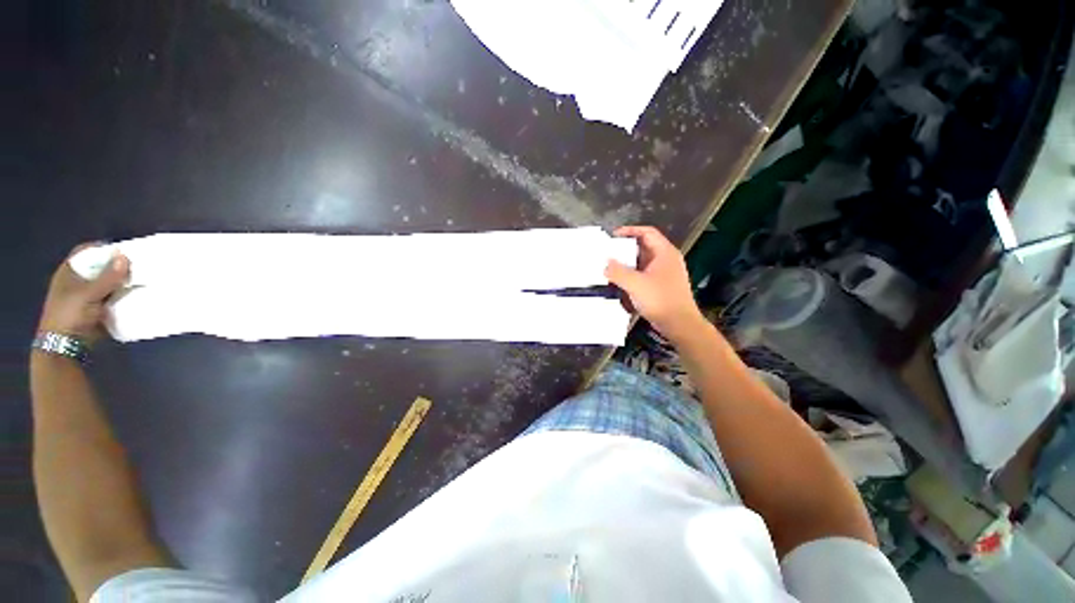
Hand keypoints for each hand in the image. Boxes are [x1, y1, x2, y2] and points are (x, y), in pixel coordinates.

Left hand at [38, 245, 129, 340]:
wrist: (64, 347)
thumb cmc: (70, 315)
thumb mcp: (88, 295)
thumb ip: (107, 277)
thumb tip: (125, 256)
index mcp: (69, 272)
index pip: (86, 252)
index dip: (103, 248)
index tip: (124, 251)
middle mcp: (78, 281)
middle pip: (99, 267)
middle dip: (117, 266)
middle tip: (138, 266)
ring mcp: (87, 296)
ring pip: (108, 283)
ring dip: (122, 283)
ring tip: (141, 281)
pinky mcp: (96, 309)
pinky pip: (112, 298)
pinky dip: (123, 296)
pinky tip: (135, 296)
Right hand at [605, 226, 705, 342]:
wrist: (679, 324)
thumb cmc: (660, 300)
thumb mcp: (635, 284)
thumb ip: (618, 272)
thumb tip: (605, 264)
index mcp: (665, 253)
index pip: (647, 232)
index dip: (630, 231)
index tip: (613, 236)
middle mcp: (666, 260)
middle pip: (644, 247)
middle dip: (625, 248)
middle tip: (608, 252)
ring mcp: (664, 273)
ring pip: (643, 262)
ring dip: (627, 263)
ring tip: (610, 266)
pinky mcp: (661, 286)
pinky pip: (643, 274)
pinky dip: (631, 274)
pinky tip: (620, 281)